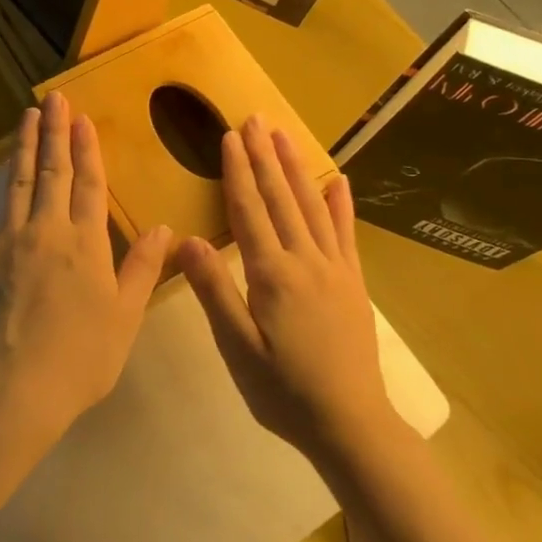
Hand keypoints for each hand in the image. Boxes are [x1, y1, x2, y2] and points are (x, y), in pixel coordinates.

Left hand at [0, 90, 171, 440]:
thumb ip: (142, 268)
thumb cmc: (81, 357)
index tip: (83, 119)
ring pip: (16, 183)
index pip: (88, 185)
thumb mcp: (125, 316)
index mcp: (85, 244)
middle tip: (54, 99)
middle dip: (55, 133)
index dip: (87, 150)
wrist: (17, 385)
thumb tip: (163, 227)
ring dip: (22, 147)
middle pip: (52, 173)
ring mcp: (5, 241)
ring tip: (26, 116)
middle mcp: (46, 231)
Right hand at [178, 117, 397, 464]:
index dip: (237, 172)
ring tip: (284, 137)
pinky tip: (338, 181)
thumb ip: (214, 291)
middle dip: (265, 157)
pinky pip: (346, 234)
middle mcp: (305, 261)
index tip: (230, 137)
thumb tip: (187, 239)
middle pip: (281, 199)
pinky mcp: (353, 284)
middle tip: (256, 119)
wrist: (349, 423)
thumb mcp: (237, 347)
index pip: (249, 211)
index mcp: (272, 275)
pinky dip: (341, 205)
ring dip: (296, 169)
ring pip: (313, 207)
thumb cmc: (282, 390)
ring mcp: (335, 270)